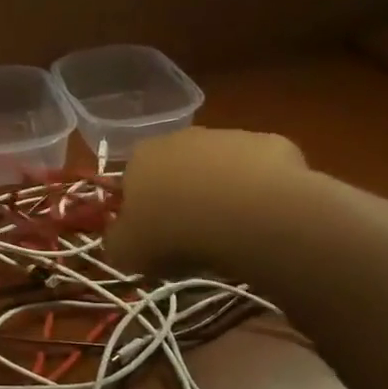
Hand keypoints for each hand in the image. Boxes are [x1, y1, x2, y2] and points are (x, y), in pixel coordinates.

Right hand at [103, 127, 308, 276]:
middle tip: (193, 234)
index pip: (132, 178)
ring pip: (221, 167)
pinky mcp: (271, 144)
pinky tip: (266, 217)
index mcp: (140, 157)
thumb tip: (119, 239)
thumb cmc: (175, 233)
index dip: (142, 207)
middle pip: (178, 167)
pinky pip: (261, 171)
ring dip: (223, 191)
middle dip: (184, 194)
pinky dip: (261, 191)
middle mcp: (181, 137)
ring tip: (233, 230)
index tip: (153, 235)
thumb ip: (116, 242)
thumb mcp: (126, 252)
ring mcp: (229, 136)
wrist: (248, 215)